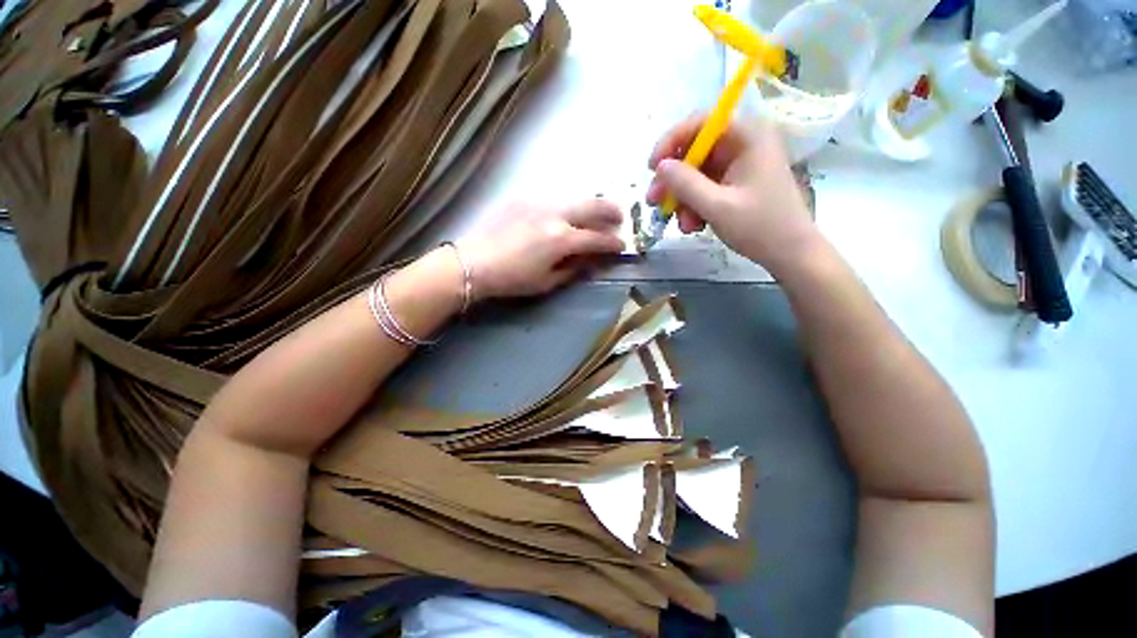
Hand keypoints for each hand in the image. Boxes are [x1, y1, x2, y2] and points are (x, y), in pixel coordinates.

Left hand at [458, 200, 624, 299]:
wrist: (473, 262)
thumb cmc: (512, 279)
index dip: (613, 243)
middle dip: (610, 211)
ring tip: (595, 212)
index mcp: (562, 240)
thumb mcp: (546, 282)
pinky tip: (563, 214)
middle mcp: (555, 215)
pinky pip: (553, 198)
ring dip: (589, 205)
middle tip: (619, 217)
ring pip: (574, 198)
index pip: (597, 238)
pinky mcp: (523, 198)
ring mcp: (539, 202)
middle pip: (592, 206)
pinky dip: (566, 206)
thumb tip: (590, 262)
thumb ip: (573, 270)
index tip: (622, 246)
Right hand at [645, 114, 820, 275]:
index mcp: (747, 137)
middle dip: (673, 180)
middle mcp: (742, 145)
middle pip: (694, 151)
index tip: (652, 168)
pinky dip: (693, 206)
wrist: (790, 253)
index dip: (671, 141)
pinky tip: (694, 225)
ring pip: (696, 174)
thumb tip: (660, 167)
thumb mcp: (717, 206)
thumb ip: (685, 184)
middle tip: (654, 202)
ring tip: (683, 225)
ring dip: (682, 199)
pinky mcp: (735, 184)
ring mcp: (738, 166)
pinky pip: (704, 188)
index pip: (700, 123)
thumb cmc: (760, 227)